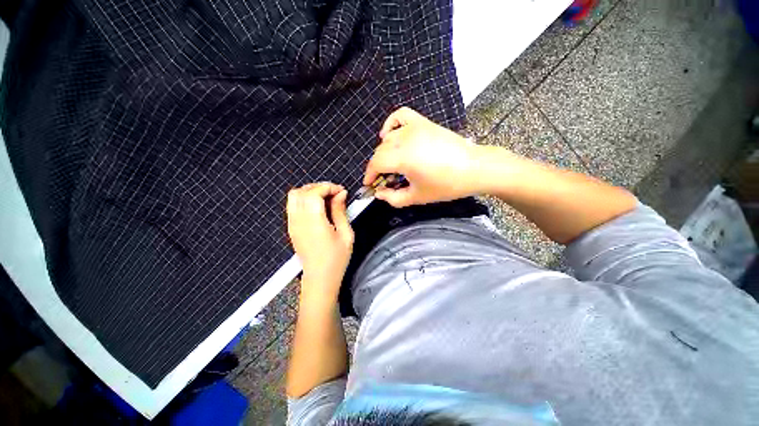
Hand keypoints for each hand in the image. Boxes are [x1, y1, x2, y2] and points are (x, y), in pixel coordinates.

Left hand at [286, 182, 353, 300]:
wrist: (320, 278)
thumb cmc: (336, 259)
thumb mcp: (346, 234)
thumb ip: (341, 211)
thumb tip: (341, 194)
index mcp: (314, 222)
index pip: (314, 193)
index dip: (328, 187)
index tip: (342, 191)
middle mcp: (299, 220)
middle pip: (302, 191)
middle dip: (319, 187)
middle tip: (335, 193)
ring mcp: (292, 224)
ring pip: (294, 196)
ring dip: (310, 191)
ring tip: (326, 197)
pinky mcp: (291, 228)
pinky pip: (293, 205)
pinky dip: (304, 199)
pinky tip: (317, 207)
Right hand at [365, 107, 480, 206]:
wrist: (474, 168)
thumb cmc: (446, 185)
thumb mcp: (417, 197)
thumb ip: (393, 198)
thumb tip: (378, 193)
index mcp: (403, 157)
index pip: (376, 163)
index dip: (369, 175)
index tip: (369, 184)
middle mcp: (405, 138)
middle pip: (380, 151)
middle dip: (377, 167)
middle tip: (383, 180)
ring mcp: (414, 127)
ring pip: (387, 138)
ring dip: (384, 152)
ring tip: (391, 164)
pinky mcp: (423, 122)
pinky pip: (400, 116)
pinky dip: (391, 124)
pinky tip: (390, 135)